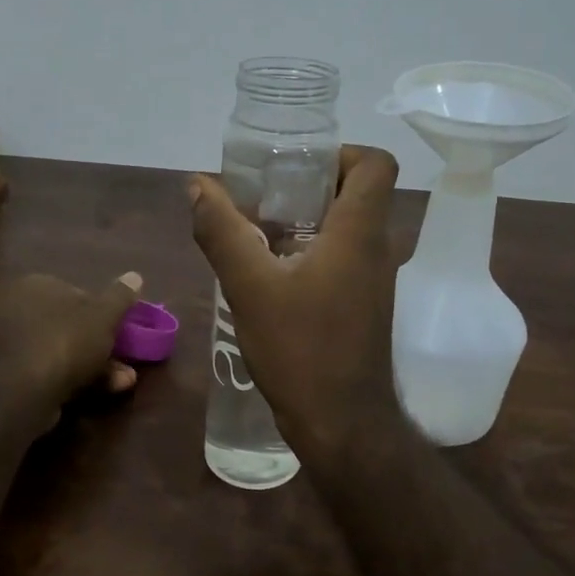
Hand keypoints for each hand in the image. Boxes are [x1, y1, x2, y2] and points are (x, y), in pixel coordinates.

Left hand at [0, 270, 143, 426]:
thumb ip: (121, 296)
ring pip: (67, 351)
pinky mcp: (18, 377)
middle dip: (104, 343)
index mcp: (38, 286)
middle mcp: (22, 311)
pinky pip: (56, 372)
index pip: (77, 292)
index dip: (103, 310)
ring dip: (100, 365)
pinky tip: (106, 390)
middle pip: (73, 324)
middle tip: (128, 357)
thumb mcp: (104, 314)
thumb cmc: (67, 340)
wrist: (26, 391)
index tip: (122, 327)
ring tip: (126, 379)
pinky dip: (80, 379)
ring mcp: (17, 346)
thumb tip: (135, 276)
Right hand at [189, 145, 403, 466]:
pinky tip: (269, 270)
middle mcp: (377, 249)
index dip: (341, 151)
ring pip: (347, 227)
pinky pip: (341, 258)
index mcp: (360, 232)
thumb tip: (197, 185)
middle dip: (309, 183)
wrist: (341, 424)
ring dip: (306, 219)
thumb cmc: (301, 350)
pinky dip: (310, 250)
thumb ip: (222, 232)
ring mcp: (374, 280)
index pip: (377, 163)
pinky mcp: (363, 305)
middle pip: (357, 191)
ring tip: (257, 227)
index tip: (295, 164)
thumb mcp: (250, 287)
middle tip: (263, 192)